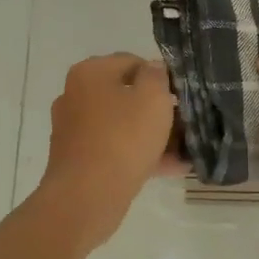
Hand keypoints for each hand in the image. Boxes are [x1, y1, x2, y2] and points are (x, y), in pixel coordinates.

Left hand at [38, 53, 179, 245]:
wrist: (86, 197)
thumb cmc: (122, 138)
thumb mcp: (153, 98)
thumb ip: (157, 76)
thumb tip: (153, 68)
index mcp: (90, 73)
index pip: (132, 62)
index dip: (160, 76)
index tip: (181, 96)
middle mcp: (76, 96)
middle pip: (126, 95)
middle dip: (157, 109)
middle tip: (185, 122)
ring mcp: (74, 129)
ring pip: (122, 124)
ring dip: (152, 134)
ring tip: (183, 149)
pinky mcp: (78, 158)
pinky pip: (115, 149)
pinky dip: (139, 154)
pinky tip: (170, 167)